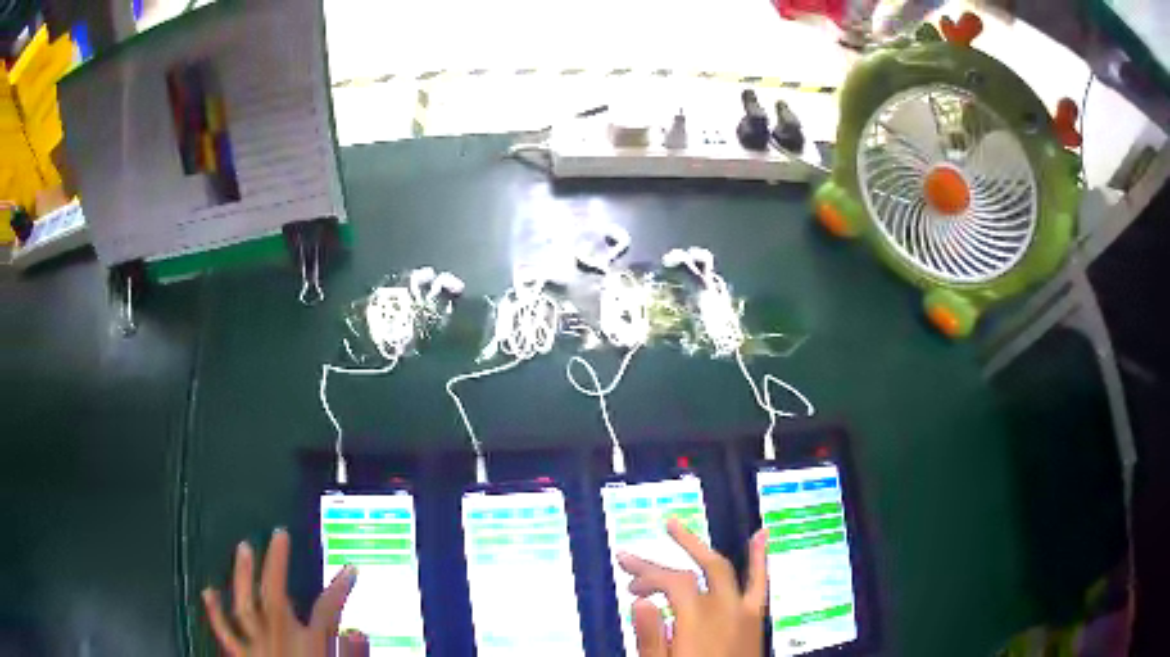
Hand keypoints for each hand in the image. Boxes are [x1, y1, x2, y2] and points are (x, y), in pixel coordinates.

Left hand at [202, 528, 358, 655]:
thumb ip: (351, 655)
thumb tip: (359, 629)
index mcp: (308, 646)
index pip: (327, 609)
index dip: (340, 587)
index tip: (350, 569)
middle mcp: (278, 639)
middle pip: (275, 595)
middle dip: (277, 563)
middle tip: (279, 535)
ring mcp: (256, 647)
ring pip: (245, 605)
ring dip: (243, 576)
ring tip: (243, 548)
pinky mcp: (241, 656)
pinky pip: (225, 633)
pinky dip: (215, 612)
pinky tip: (209, 591)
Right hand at [618, 519, 768, 656]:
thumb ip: (651, 637)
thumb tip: (640, 602)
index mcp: (699, 620)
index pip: (674, 582)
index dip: (648, 574)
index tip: (627, 578)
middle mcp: (725, 609)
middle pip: (697, 570)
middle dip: (667, 555)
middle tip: (635, 553)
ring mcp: (745, 612)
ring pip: (726, 569)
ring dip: (702, 547)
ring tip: (677, 527)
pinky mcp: (754, 619)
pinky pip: (760, 584)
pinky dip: (760, 559)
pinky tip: (761, 535)